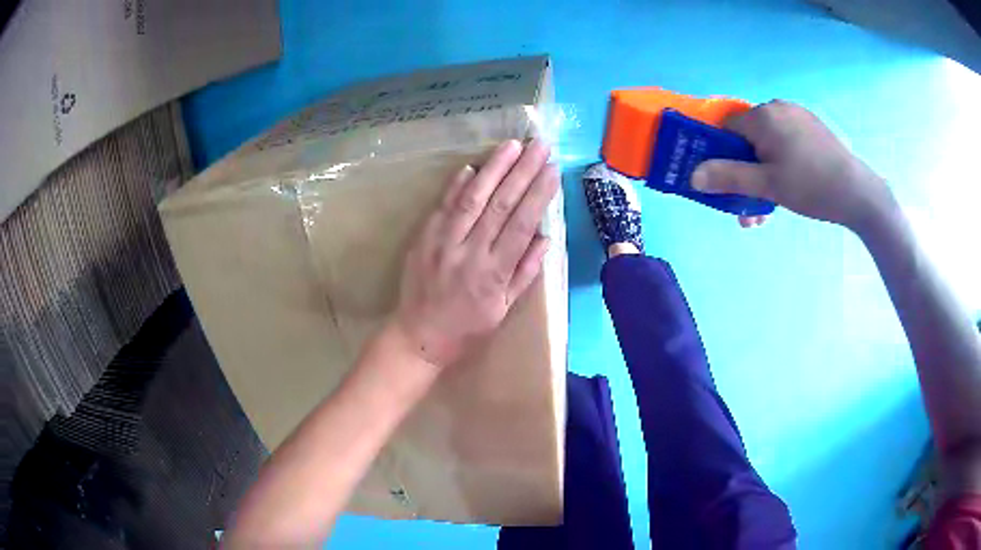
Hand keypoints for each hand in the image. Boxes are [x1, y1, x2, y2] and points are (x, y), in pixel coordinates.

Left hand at [394, 139, 559, 368]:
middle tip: (539, 145)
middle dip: (522, 171)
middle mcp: (470, 252)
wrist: (418, 336)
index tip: (552, 170)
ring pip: (471, 198)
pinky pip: (443, 207)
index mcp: (493, 273)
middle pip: (500, 204)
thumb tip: (545, 238)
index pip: (521, 224)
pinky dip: (457, 185)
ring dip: (493, 168)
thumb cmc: (467, 329)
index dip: (538, 194)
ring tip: (512, 145)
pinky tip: (471, 166)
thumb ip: (524, 273)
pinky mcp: (423, 238)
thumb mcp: (503, 310)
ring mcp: (443, 242)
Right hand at [692, 100, 896, 232]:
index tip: (728, 181)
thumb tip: (692, 176)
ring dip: (764, 171)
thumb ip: (729, 177)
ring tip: (772, 203)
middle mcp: (777, 107)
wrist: (858, 193)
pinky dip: (782, 161)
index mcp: (762, 115)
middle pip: (748, 137)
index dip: (722, 154)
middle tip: (752, 202)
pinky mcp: (812, 127)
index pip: (727, 128)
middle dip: (746, 170)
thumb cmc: (811, 187)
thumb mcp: (767, 186)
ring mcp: (797, 115)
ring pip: (769, 141)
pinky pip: (787, 141)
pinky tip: (791, 185)